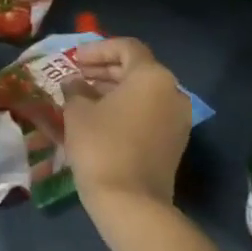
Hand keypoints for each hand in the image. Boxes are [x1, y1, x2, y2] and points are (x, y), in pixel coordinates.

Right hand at [64, 37, 191, 215]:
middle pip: (138, 69)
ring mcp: (178, 119)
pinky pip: (149, 112)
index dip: (97, 49)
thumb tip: (74, 82)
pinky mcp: (174, 142)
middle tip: (77, 75)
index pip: (126, 48)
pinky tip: (101, 118)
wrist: (131, 202)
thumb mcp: (77, 112)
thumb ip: (75, 89)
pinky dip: (126, 108)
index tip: (74, 59)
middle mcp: (172, 92)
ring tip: (84, 96)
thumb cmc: (101, 146)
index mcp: (152, 77)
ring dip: (114, 89)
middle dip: (105, 69)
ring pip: (144, 92)